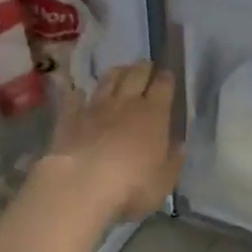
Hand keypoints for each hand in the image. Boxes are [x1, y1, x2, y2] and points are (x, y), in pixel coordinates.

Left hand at [42, 62, 183, 223]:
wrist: (82, 184)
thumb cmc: (132, 185)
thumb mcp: (164, 181)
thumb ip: (173, 161)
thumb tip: (180, 146)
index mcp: (155, 114)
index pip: (163, 86)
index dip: (166, 78)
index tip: (167, 74)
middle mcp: (127, 103)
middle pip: (136, 75)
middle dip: (143, 68)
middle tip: (146, 65)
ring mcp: (96, 107)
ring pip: (108, 80)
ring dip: (116, 73)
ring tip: (120, 70)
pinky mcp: (70, 117)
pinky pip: (74, 98)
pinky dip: (78, 93)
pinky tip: (79, 92)